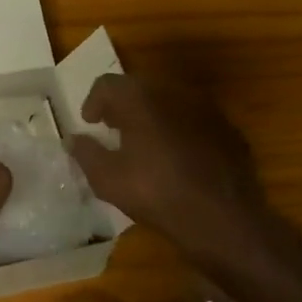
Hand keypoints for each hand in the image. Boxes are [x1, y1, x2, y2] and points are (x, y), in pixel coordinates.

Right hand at [67, 74, 273, 268]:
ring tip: (144, 142)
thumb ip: (86, 153)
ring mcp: (206, 109)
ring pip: (170, 101)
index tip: (90, 123)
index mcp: (141, 100)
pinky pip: (194, 119)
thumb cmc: (157, 193)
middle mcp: (175, 93)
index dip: (94, 101)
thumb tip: (74, 139)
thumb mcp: (108, 179)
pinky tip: (177, 157)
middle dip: (123, 105)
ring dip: (152, 115)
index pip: (108, 84)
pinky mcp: (228, 129)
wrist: (223, 218)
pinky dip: (179, 129)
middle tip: (113, 129)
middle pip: (140, 87)